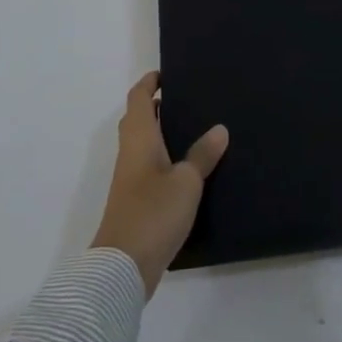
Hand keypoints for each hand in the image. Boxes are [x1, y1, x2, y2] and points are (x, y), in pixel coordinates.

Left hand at [90, 72, 229, 294]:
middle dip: (157, 106)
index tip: (167, 73)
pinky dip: (164, 157)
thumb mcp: (187, 181)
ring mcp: (130, 179)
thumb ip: (202, 155)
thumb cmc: (153, 213)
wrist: (122, 267)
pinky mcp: (135, 201)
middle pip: (138, 119)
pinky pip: (148, 166)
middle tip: (187, 99)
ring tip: (194, 128)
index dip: (149, 83)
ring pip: (143, 144)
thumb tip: (219, 129)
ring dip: (161, 132)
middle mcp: (130, 153)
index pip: (138, 98)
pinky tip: (188, 168)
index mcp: (139, 139)